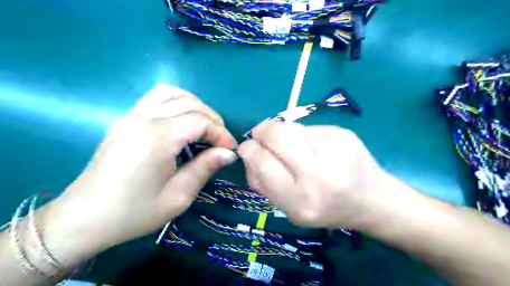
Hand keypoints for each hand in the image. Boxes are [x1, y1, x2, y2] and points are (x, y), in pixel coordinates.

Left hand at [41, 85, 236, 259]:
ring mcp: (131, 115)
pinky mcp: (125, 119)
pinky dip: (177, 103)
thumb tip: (228, 153)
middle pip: (189, 103)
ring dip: (194, 105)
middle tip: (220, 141)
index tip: (230, 149)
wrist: (85, 218)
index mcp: (157, 138)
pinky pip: (157, 98)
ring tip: (204, 127)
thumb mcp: (178, 196)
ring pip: (172, 93)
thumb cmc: (134, 212)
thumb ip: (205, 167)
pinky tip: (183, 122)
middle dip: (212, 119)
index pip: (200, 121)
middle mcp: (143, 118)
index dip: (220, 133)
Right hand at [238, 122, 393, 229]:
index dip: (249, 150)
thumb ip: (264, 184)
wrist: (372, 199)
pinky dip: (301, 135)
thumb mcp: (290, 210)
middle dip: (260, 131)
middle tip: (259, 135)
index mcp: (302, 200)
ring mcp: (335, 148)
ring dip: (281, 133)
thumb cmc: (326, 209)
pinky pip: (308, 127)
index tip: (246, 147)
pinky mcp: (343, 132)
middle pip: (277, 135)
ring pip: (291, 127)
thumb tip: (248, 155)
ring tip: (291, 147)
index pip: (264, 163)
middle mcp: (320, 173)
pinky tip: (314, 148)